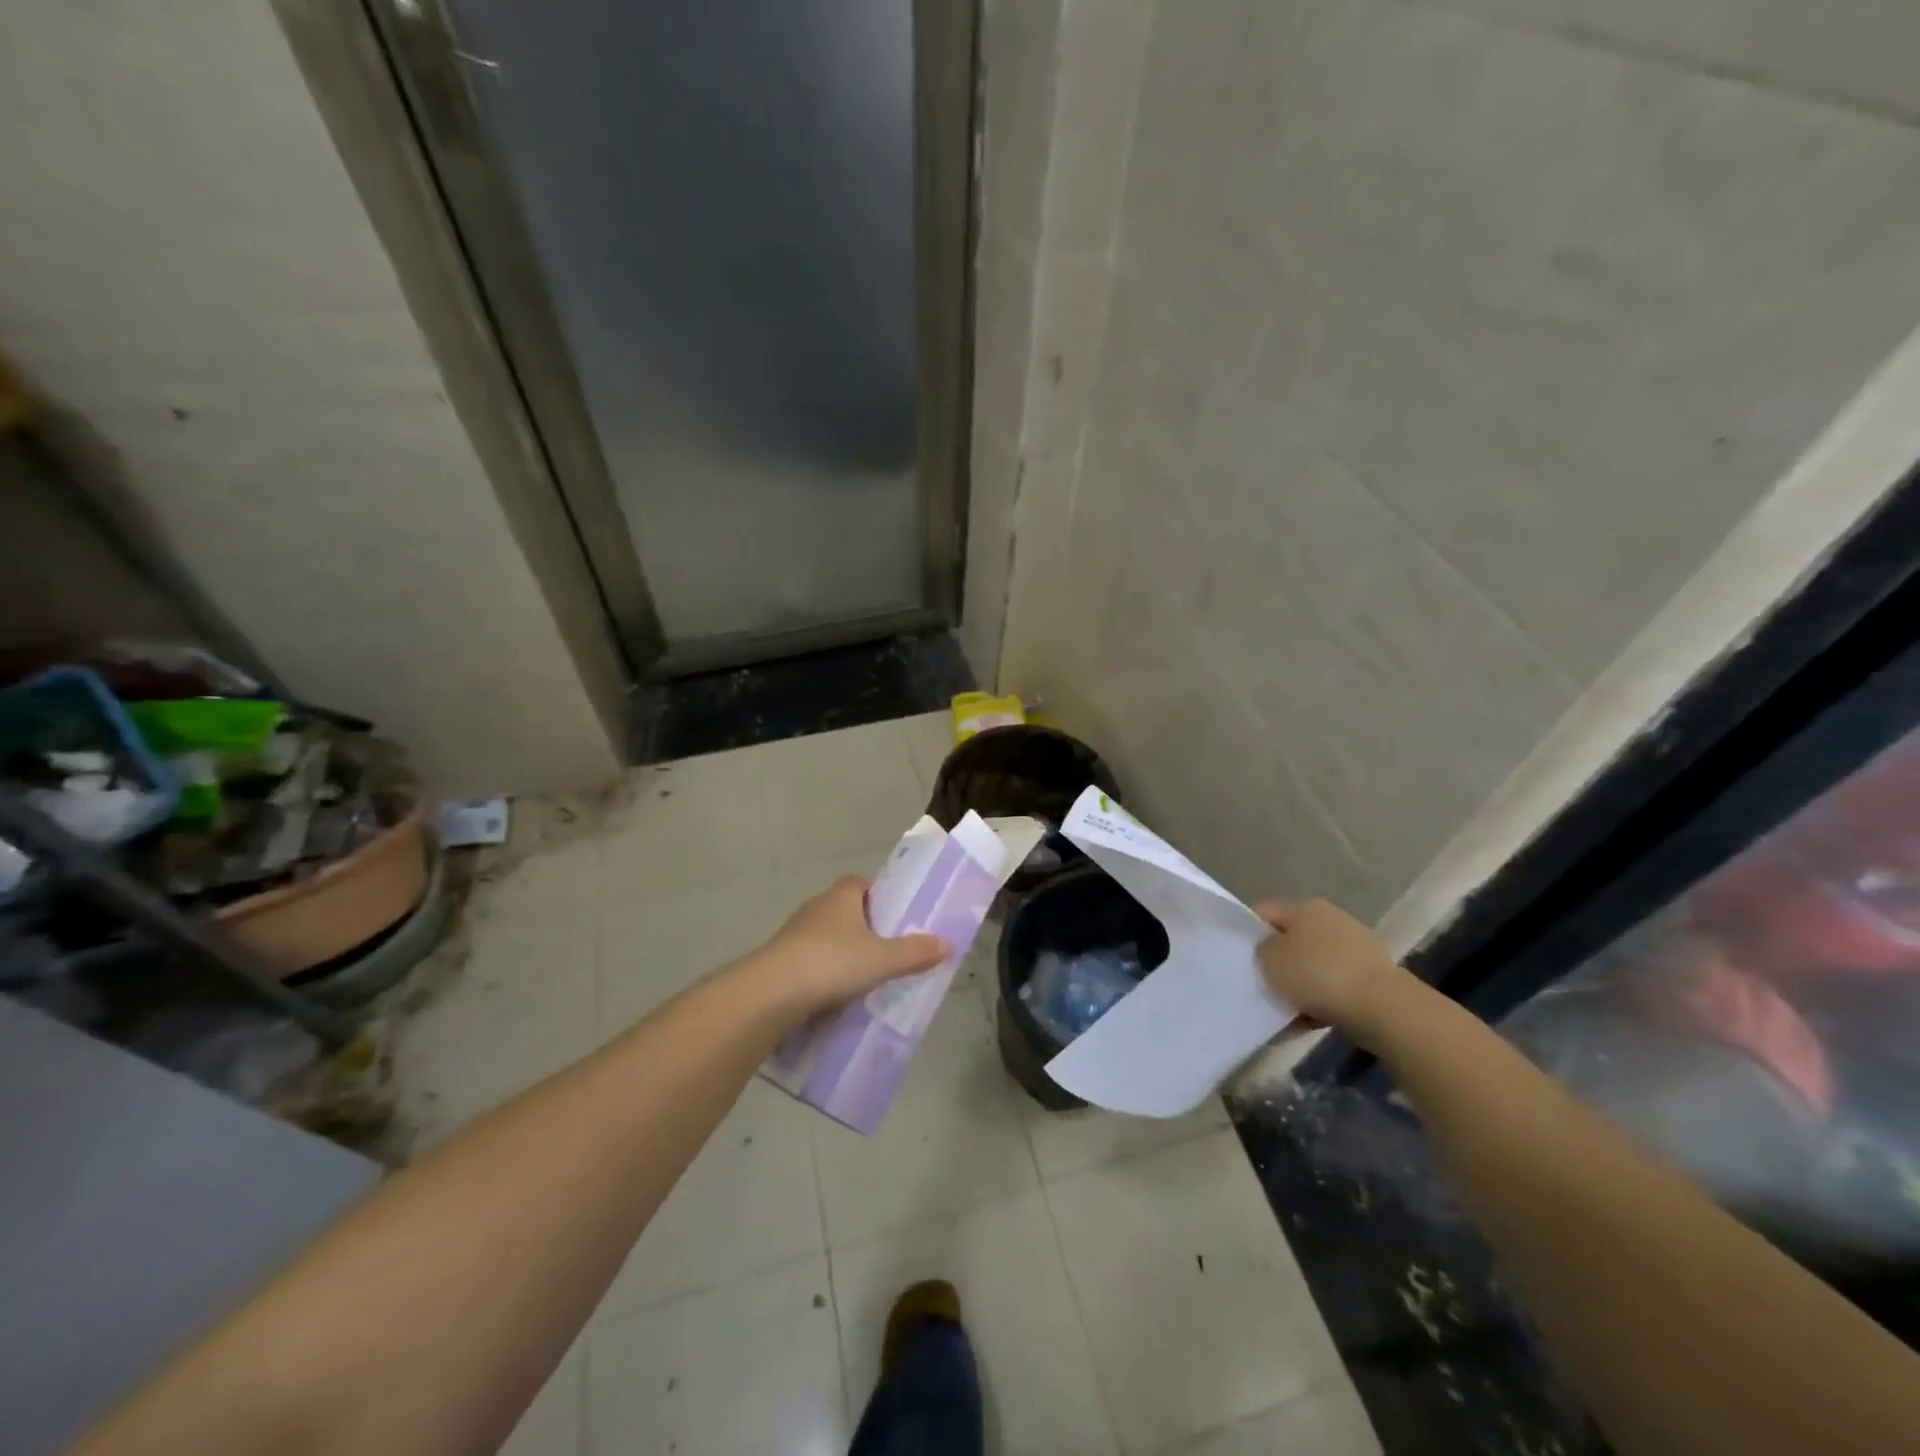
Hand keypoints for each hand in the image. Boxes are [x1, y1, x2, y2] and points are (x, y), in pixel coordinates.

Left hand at [750, 877, 947, 1014]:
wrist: (772, 993)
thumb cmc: (833, 963)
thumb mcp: (883, 960)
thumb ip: (915, 952)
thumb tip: (947, 943)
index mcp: (841, 897)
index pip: (859, 883)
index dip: (876, 896)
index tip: (892, 918)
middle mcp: (816, 908)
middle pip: (843, 910)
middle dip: (862, 928)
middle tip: (884, 952)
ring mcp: (793, 934)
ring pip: (824, 937)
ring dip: (840, 953)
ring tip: (862, 979)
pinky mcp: (779, 960)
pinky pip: (808, 961)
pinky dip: (821, 974)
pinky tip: (834, 996)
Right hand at [1254, 897, 1411, 1040]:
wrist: (1383, 1008)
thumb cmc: (1317, 975)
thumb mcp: (1270, 960)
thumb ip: (1261, 951)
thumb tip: (1270, 951)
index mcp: (1304, 907)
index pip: (1264, 911)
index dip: (1247, 932)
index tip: (1238, 957)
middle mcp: (1331, 918)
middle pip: (1291, 938)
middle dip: (1277, 961)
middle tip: (1261, 984)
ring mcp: (1355, 946)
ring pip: (1313, 964)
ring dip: (1299, 984)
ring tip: (1285, 1009)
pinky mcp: (1372, 976)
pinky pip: (1334, 985)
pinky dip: (1322, 1000)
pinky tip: (1310, 1020)